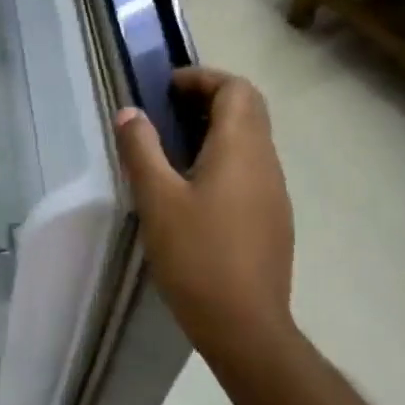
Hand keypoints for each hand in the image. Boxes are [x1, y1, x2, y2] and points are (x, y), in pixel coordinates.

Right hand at [114, 67, 298, 380]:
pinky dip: (224, 159)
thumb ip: (142, 150)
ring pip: (251, 141)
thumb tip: (130, 112)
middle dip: (209, 100)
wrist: (245, 325)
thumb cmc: (197, 256)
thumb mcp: (157, 199)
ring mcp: (274, 193)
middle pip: (248, 110)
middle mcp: (266, 163)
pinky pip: (251, 170)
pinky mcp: (273, 220)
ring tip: (173, 149)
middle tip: (167, 112)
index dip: (203, 78)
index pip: (236, 89)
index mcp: (241, 149)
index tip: (166, 88)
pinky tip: (194, 190)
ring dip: (217, 131)